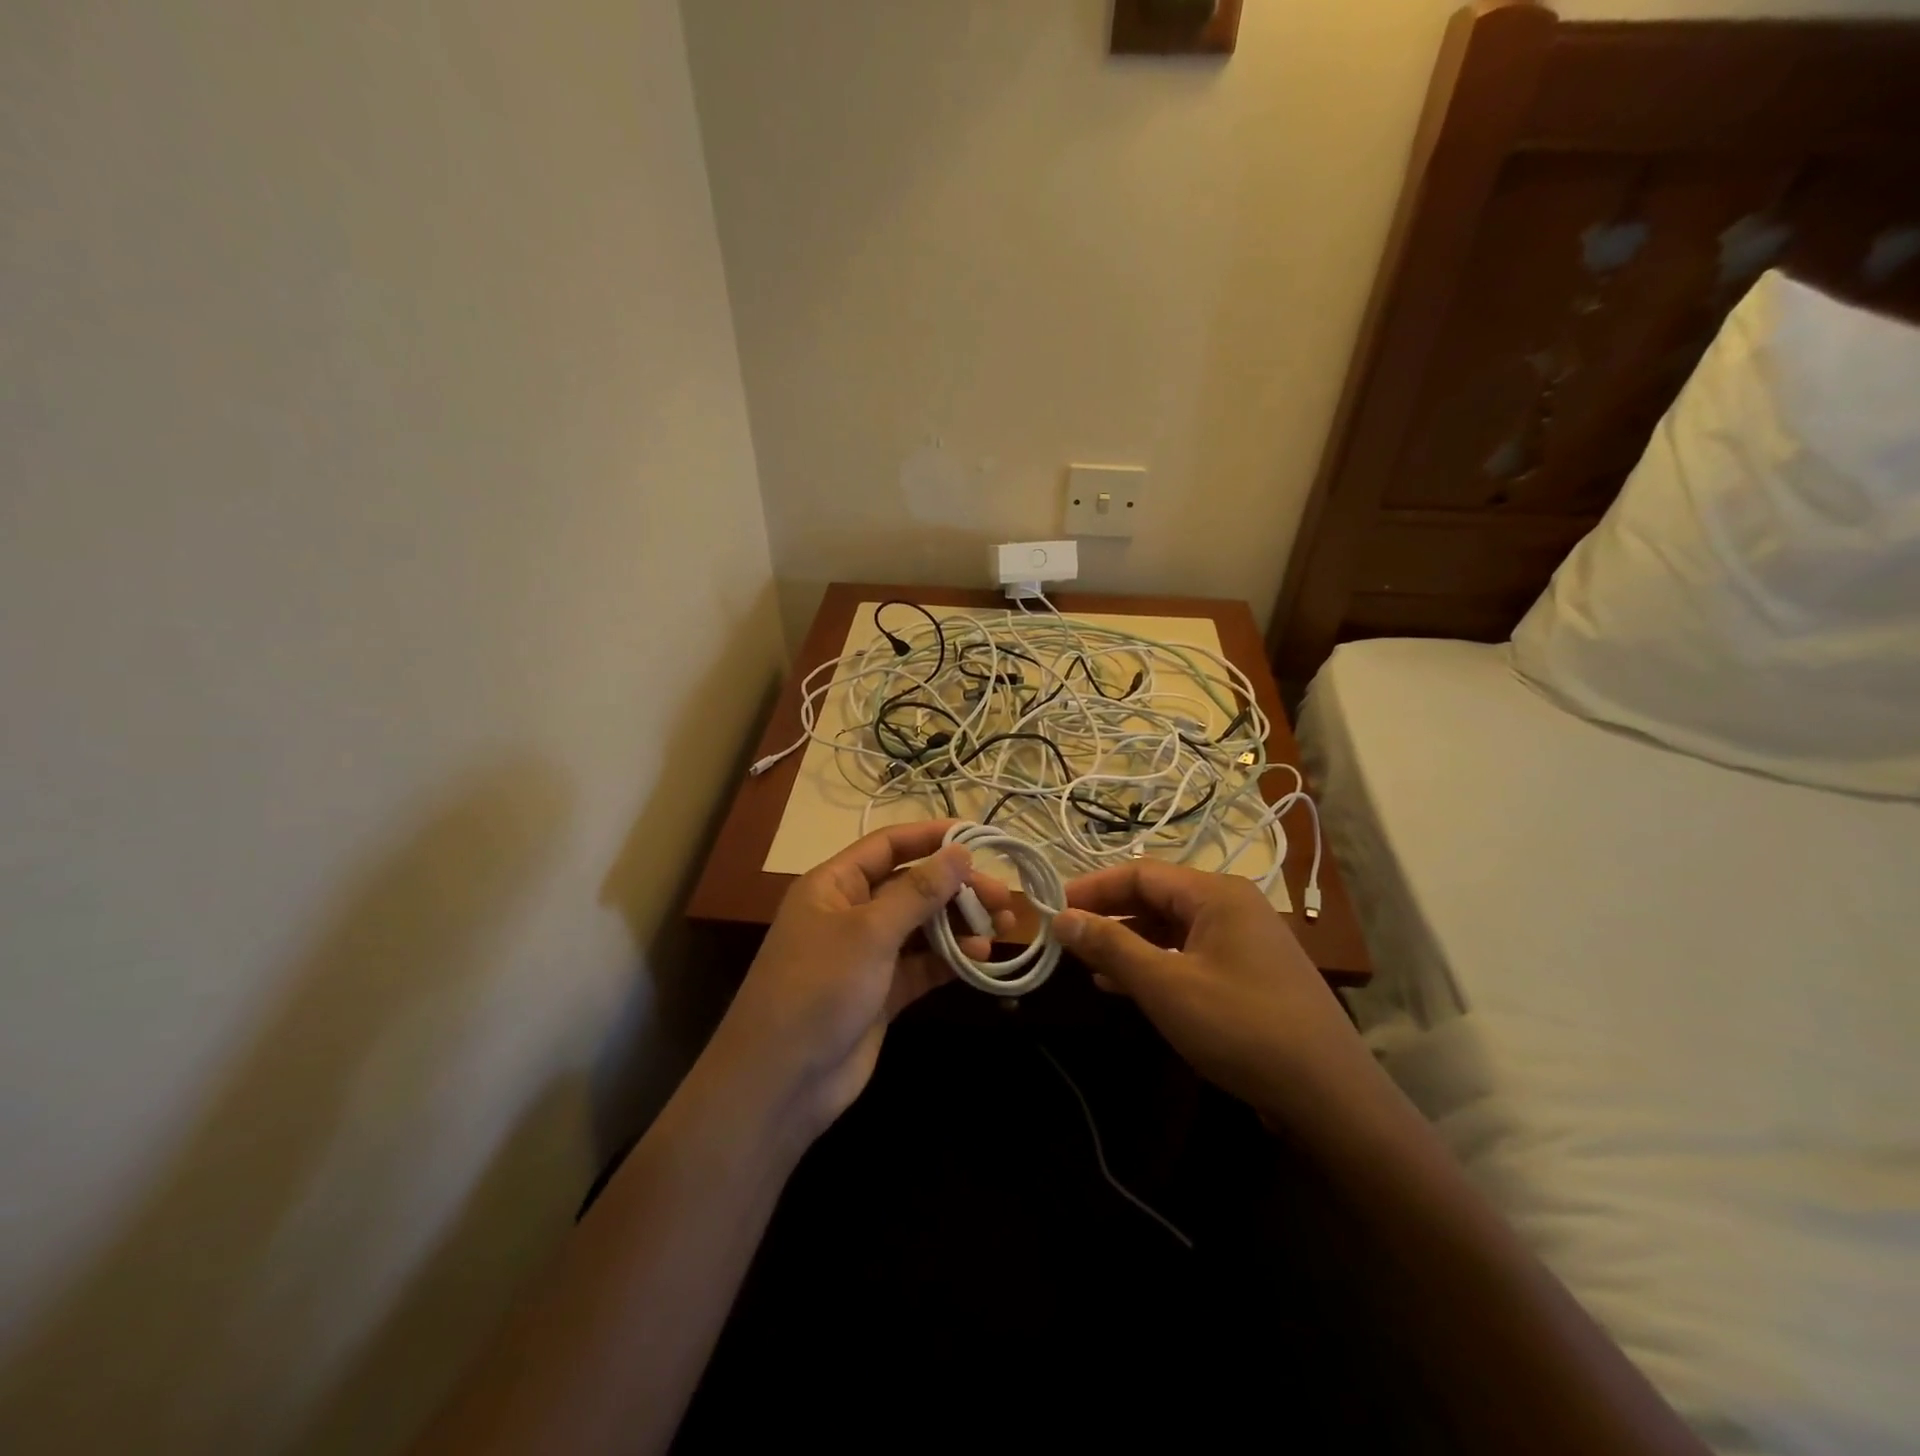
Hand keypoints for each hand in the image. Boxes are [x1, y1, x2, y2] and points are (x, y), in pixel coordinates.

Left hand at [703, 822, 1014, 1137]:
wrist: (781, 1082)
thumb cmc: (818, 988)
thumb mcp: (869, 932)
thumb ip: (918, 891)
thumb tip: (960, 851)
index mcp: (834, 885)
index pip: (888, 846)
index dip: (930, 837)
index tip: (977, 836)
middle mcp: (851, 912)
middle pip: (912, 886)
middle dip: (956, 887)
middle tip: (1002, 897)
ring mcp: (868, 954)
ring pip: (922, 926)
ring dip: (961, 923)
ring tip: (1004, 926)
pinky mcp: (882, 992)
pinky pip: (923, 963)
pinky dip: (951, 957)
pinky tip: (982, 957)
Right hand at [1051, 863, 1373, 1126]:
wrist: (1330, 1096)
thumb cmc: (1241, 1027)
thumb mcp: (1165, 986)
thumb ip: (1111, 947)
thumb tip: (1062, 918)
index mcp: (1216, 893)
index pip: (1140, 874)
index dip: (1093, 888)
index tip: (1054, 908)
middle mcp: (1233, 905)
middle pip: (1157, 897)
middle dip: (1110, 915)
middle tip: (1068, 936)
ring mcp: (1245, 940)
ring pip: (1173, 928)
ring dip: (1130, 942)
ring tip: (1089, 964)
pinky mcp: (1251, 973)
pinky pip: (1191, 953)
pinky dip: (1157, 963)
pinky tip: (1128, 987)